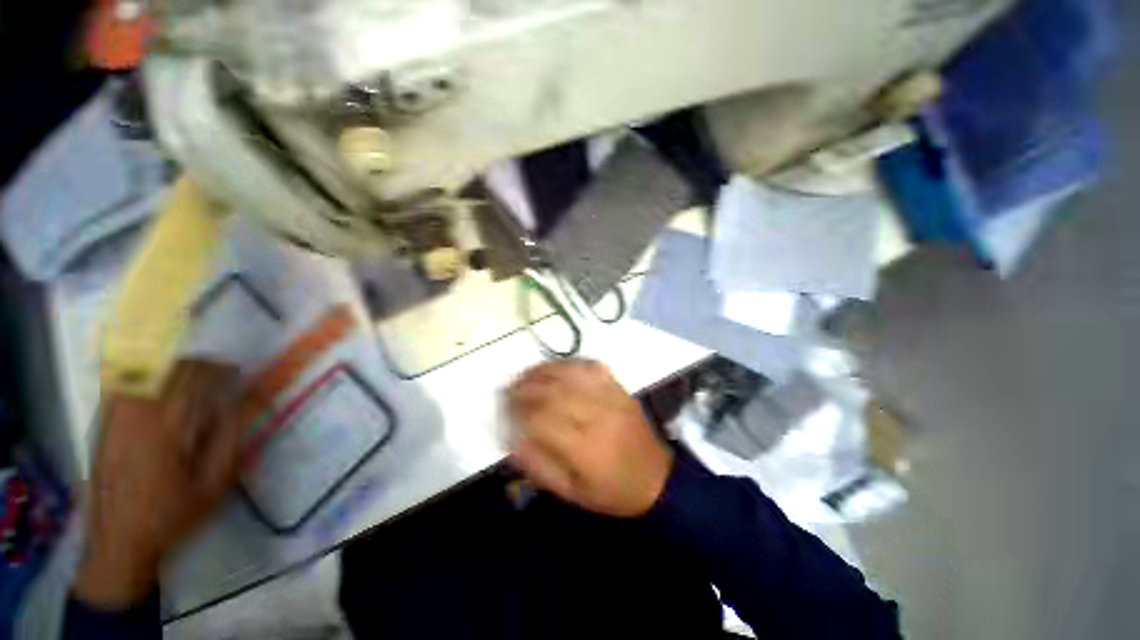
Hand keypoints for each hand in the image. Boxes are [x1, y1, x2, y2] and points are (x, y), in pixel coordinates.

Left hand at [74, 361, 244, 607]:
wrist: (118, 540)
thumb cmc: (173, 512)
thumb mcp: (215, 480)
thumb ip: (230, 435)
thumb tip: (243, 400)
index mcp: (169, 425)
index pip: (197, 376)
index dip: (221, 366)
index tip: (239, 369)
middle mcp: (138, 411)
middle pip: (170, 367)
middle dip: (199, 363)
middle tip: (220, 370)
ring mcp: (115, 414)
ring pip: (145, 370)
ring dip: (173, 366)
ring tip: (192, 374)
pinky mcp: (103, 422)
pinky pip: (125, 382)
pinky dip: (146, 374)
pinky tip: (158, 382)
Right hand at [507, 360, 673, 517]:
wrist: (657, 479)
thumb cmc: (611, 492)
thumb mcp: (571, 493)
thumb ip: (539, 466)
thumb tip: (512, 438)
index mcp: (585, 450)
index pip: (542, 420)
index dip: (518, 411)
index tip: (503, 408)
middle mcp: (598, 417)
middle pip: (554, 392)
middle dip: (525, 387)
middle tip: (507, 389)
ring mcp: (612, 398)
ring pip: (571, 374)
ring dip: (543, 371)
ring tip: (525, 375)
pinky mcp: (620, 388)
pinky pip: (591, 367)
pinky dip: (569, 363)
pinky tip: (555, 367)